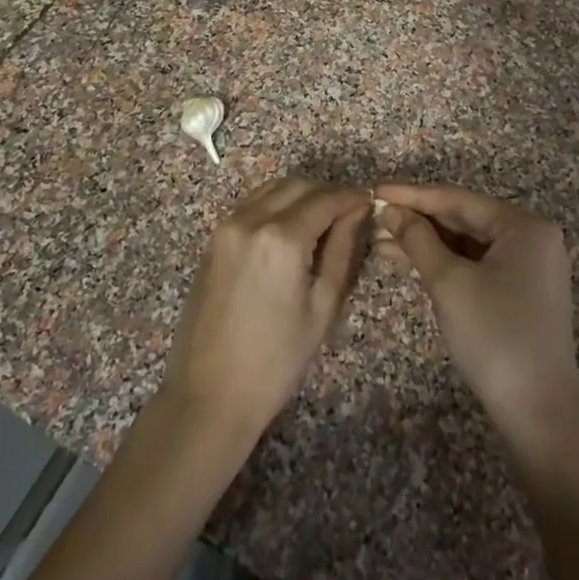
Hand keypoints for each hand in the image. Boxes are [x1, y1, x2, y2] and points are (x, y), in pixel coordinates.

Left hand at [160, 177, 370, 449]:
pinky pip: (251, 205)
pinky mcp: (213, 239)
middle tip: (348, 213)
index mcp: (281, 238)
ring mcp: (226, 227)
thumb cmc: (276, 360)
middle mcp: (250, 220)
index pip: (325, 199)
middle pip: (297, 185)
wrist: (209, 394)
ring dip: (300, 195)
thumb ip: (341, 250)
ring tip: (321, 221)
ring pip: (271, 189)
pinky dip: (275, 205)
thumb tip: (356, 212)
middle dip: (326, 192)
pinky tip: (290, 231)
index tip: (368, 202)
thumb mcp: (322, 307)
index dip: (351, 197)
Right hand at [373, 184, 578, 449]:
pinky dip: (445, 263)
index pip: (458, 199)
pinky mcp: (522, 292)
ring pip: (468, 243)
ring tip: (381, 241)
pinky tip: (411, 262)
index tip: (374, 190)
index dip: (412, 195)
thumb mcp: (449, 282)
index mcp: (524, 226)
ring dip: (426, 243)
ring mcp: (530, 267)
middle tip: (374, 218)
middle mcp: (532, 238)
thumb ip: (418, 239)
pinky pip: (477, 264)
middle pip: (464, 219)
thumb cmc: (494, 336)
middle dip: (417, 220)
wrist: (538, 413)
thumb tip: (391, 211)